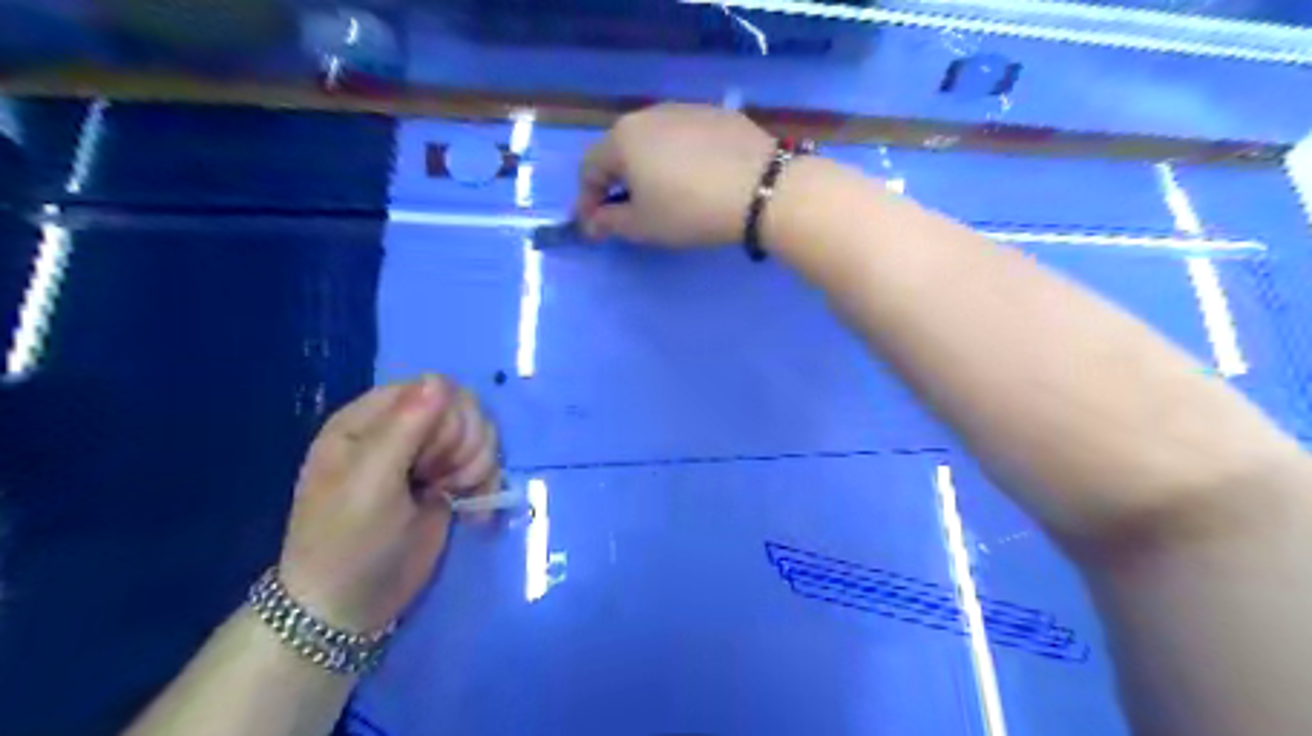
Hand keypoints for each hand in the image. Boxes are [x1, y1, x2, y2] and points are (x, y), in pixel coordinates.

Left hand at [279, 375, 498, 628]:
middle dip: (465, 444)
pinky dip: (487, 483)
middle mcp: (402, 430)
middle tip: (442, 480)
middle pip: (464, 408)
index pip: (433, 388)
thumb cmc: (348, 542)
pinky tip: (473, 510)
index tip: (433, 460)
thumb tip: (441, 379)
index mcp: (370, 420)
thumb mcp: (370, 484)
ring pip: (480, 433)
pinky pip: (486, 462)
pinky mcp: (449, 481)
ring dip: (479, 464)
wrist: (349, 608)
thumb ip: (405, 428)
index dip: (447, 419)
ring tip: (455, 494)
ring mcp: (428, 456)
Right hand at [576, 101, 776, 246]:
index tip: (595, 228)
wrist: (761, 188)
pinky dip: (680, 158)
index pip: (589, 169)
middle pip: (620, 150)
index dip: (587, 201)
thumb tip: (593, 222)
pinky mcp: (717, 114)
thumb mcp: (643, 226)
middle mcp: (648, 114)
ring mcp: (685, 109)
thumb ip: (609, 222)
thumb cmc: (689, 210)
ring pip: (654, 141)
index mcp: (622, 138)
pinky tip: (697, 179)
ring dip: (648, 168)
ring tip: (664, 195)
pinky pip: (685, 137)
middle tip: (627, 212)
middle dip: (617, 183)